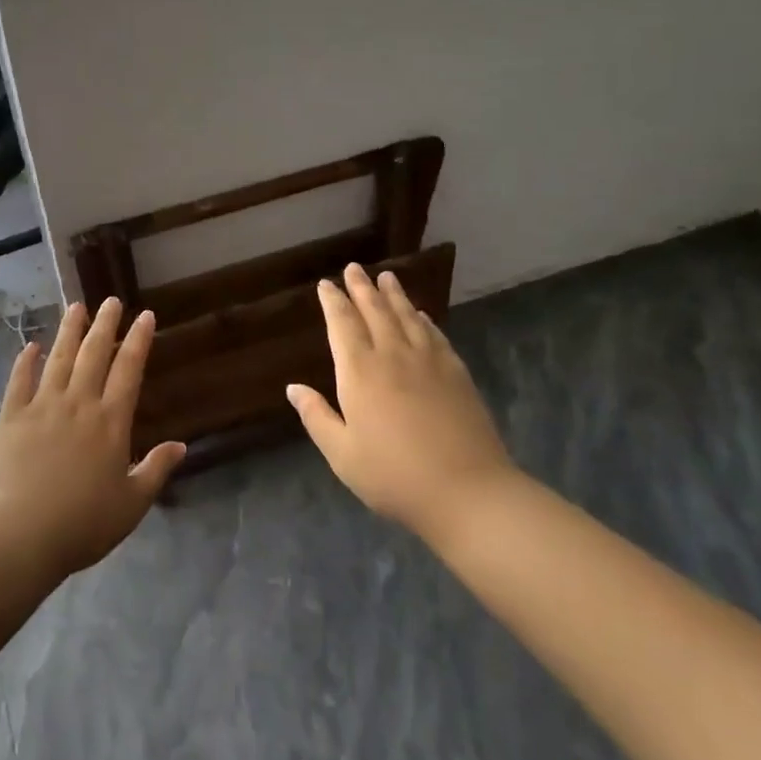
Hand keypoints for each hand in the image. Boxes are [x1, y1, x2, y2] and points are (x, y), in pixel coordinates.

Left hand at [0, 298, 184, 577]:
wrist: (19, 533)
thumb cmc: (82, 523)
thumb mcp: (132, 504)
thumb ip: (156, 471)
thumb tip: (181, 445)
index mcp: (110, 422)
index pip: (129, 370)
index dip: (138, 340)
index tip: (145, 315)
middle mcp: (78, 403)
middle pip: (94, 354)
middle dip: (105, 325)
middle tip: (111, 300)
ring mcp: (42, 406)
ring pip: (59, 358)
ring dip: (69, 331)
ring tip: (76, 307)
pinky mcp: (12, 416)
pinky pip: (19, 380)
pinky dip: (25, 361)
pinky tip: (31, 346)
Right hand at [287, 264, 518, 546]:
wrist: (467, 491)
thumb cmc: (393, 476)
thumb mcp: (341, 453)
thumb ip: (316, 416)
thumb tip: (293, 388)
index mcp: (359, 372)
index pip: (342, 324)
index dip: (333, 302)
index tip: (326, 284)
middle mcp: (392, 356)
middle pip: (375, 312)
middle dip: (361, 288)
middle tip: (354, 268)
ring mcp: (429, 362)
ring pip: (407, 317)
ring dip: (394, 295)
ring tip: (386, 277)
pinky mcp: (457, 374)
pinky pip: (435, 335)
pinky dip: (424, 320)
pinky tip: (421, 315)